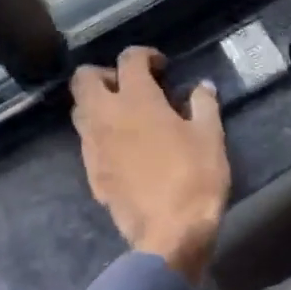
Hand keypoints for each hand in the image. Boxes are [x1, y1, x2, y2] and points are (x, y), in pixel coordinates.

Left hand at [70, 47, 228, 283]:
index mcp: (137, 100)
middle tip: (131, 86)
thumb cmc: (195, 178)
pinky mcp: (91, 173)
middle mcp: (106, 117)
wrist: (169, 234)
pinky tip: (124, 148)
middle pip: (84, 79)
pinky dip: (101, 134)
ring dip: (98, 104)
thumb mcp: (210, 136)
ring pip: (80, 111)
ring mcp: (93, 146)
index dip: (145, 55)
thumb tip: (202, 86)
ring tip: (126, 115)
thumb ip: (204, 104)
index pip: (129, 60)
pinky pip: (87, 142)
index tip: (162, 67)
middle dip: (105, 74)